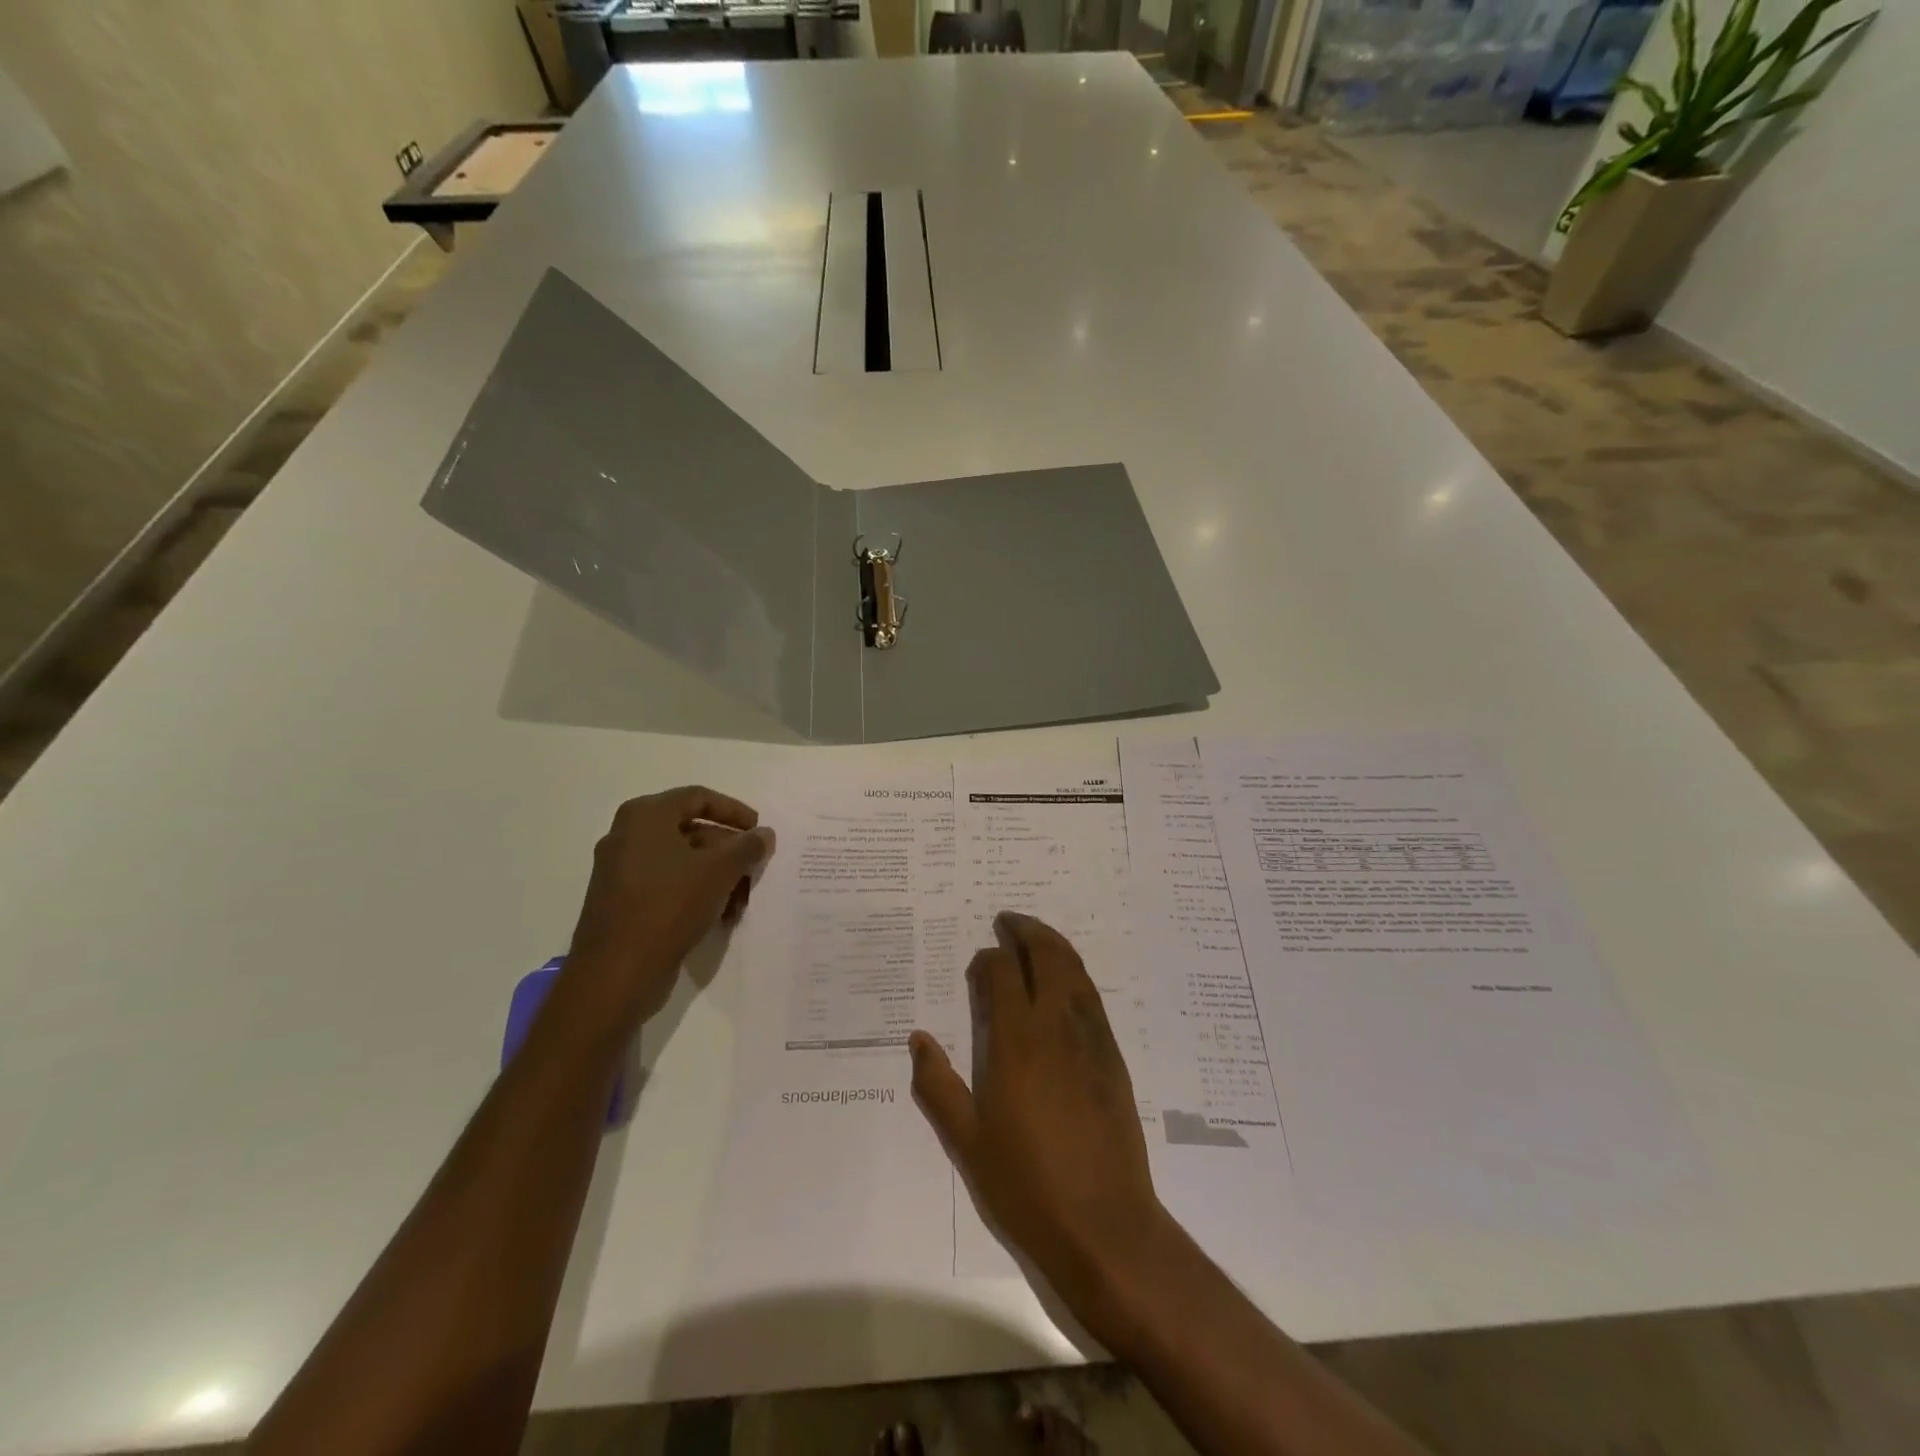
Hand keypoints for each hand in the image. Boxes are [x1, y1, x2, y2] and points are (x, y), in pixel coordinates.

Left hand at [565, 786, 774, 1024]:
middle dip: (729, 850)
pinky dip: (696, 892)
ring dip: (717, 875)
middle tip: (755, 869)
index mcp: (645, 816)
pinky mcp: (622, 902)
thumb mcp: (719, 872)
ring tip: (741, 901)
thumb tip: (764, 834)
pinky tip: (719, 916)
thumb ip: (747, 847)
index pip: (698, 797)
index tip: (760, 830)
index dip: (734, 811)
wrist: (615, 974)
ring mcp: (621, 870)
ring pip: (682, 861)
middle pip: (691, 830)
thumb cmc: (668, 907)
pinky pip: (667, 884)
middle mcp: (628, 836)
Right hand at [908, 913, 1168, 1316]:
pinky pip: (1092, 996)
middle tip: (1008, 921)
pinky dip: (1075, 972)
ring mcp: (1090, 1038)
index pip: (1002, 973)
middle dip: (1026, 930)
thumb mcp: (967, 1141)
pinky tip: (1066, 981)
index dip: (988, 959)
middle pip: (1046, 955)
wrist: (1104, 1224)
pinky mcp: (1113, 1056)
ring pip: (1074, 969)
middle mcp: (1056, 1026)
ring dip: (1054, 943)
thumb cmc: (1026, 1184)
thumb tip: (918, 1039)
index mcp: (1016, 1042)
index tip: (979, 964)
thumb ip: (937, 1085)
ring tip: (1036, 935)